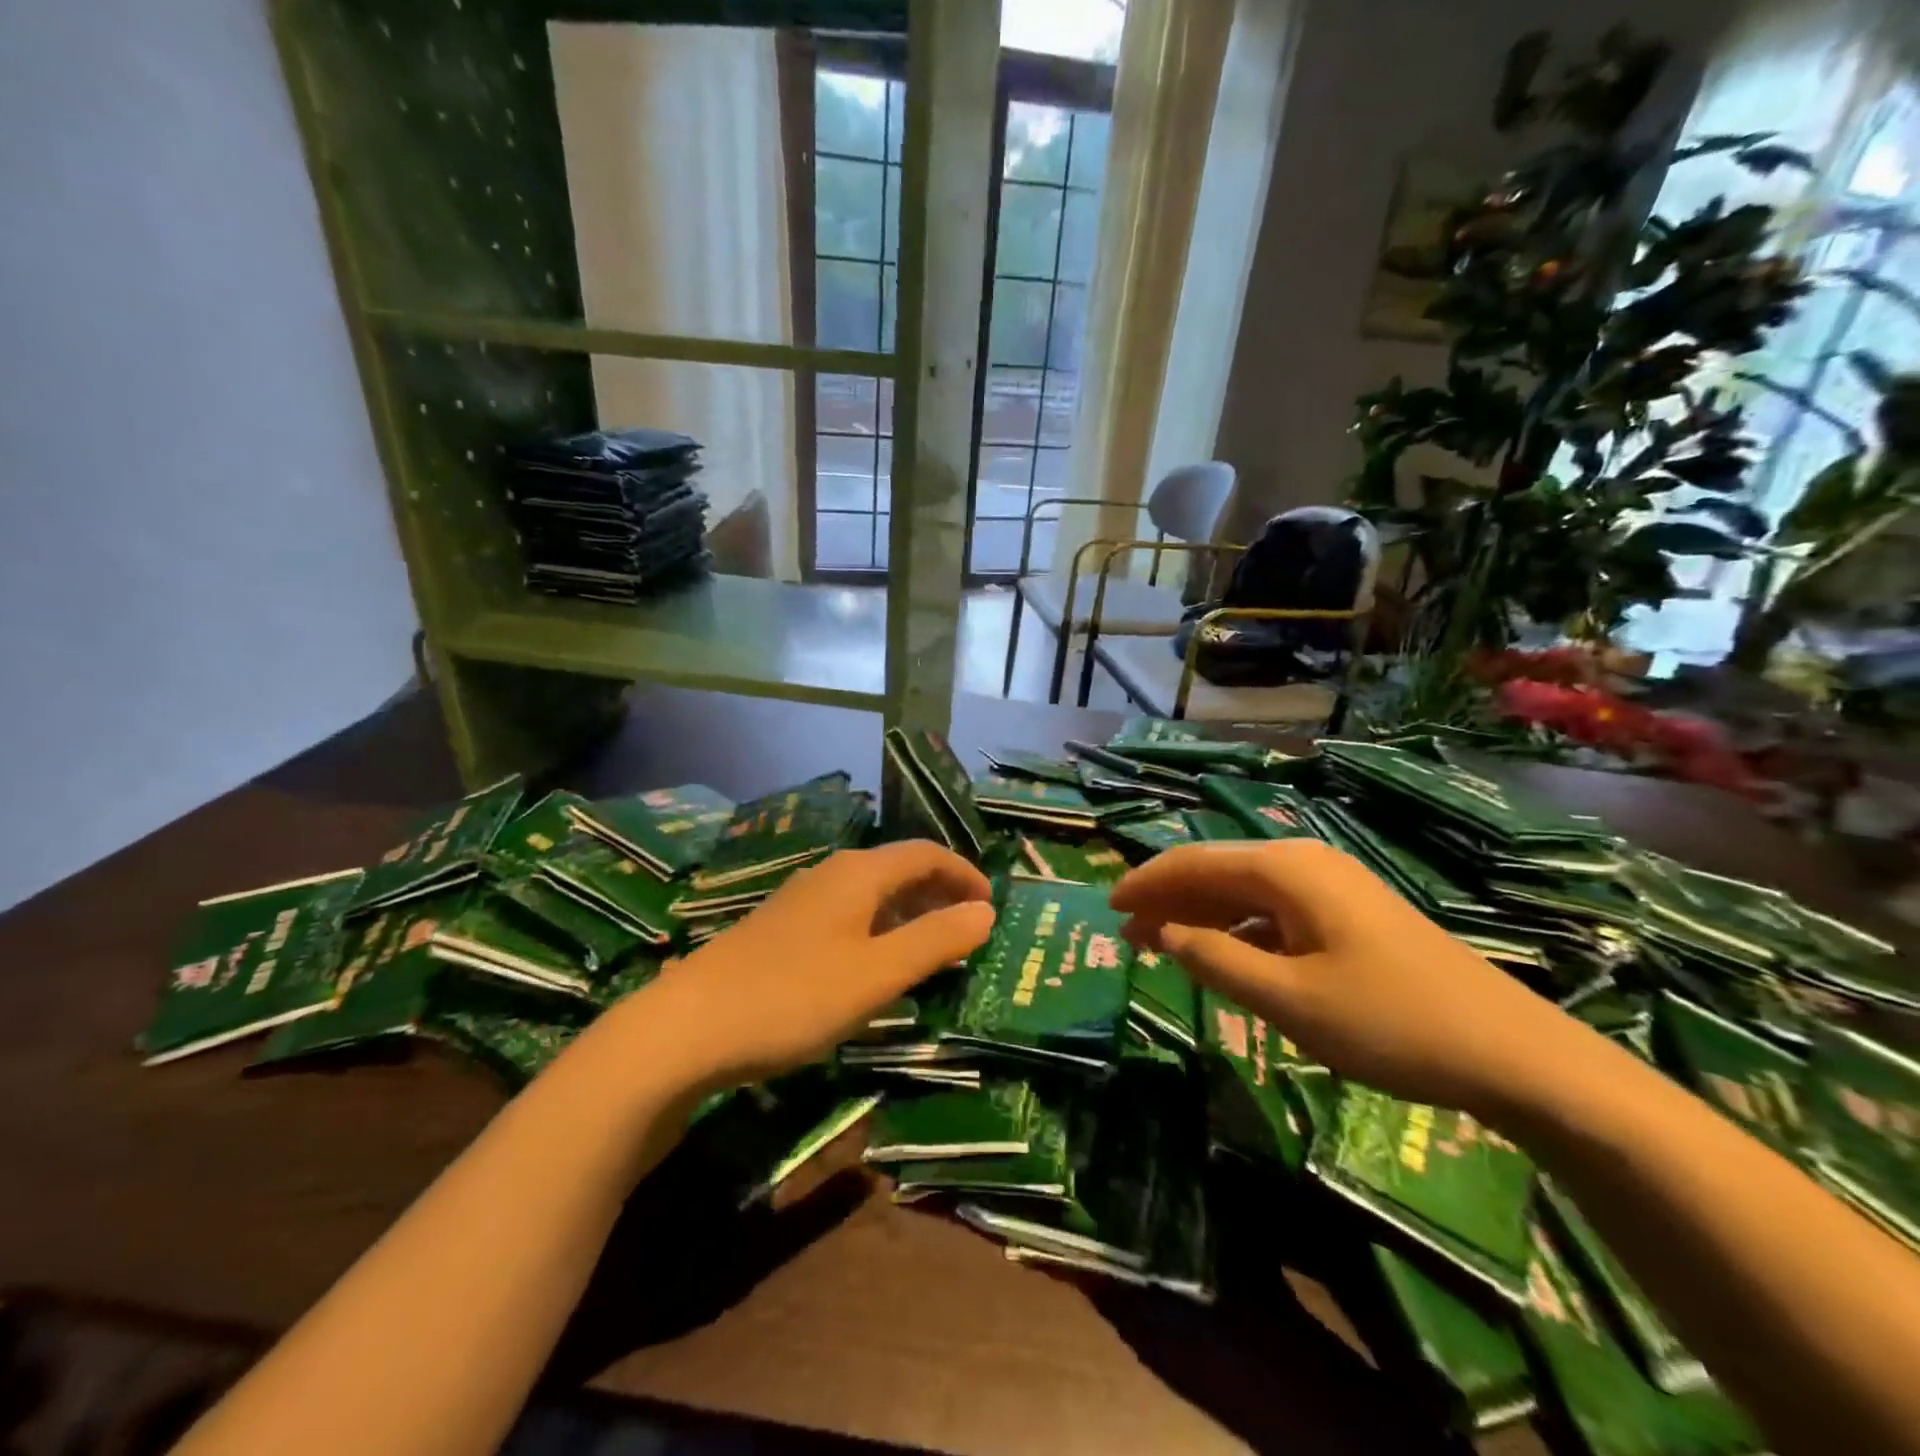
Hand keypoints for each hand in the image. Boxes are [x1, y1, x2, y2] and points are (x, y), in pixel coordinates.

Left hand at [631, 841, 994, 1088]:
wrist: (687, 1026)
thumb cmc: (794, 996)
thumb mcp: (877, 974)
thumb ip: (936, 941)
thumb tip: (986, 913)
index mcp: (859, 874)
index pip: (925, 853)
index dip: (964, 873)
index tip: (992, 905)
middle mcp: (832, 874)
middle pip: (898, 869)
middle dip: (939, 892)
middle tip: (970, 927)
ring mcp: (801, 900)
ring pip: (871, 894)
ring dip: (909, 913)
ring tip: (933, 948)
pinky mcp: (781, 929)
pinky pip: (848, 915)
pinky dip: (879, 929)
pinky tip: (876, 965)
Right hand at [1109, 840, 1578, 1115]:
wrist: (1513, 1053)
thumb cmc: (1390, 1022)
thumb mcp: (1289, 1000)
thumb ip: (1215, 960)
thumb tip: (1161, 933)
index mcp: (1285, 870)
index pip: (1193, 862)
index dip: (1146, 883)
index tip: (1107, 908)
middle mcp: (1303, 863)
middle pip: (1216, 870)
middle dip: (1167, 899)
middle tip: (1125, 932)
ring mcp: (1330, 887)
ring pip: (1243, 891)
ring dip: (1199, 915)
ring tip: (1159, 945)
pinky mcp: (1348, 914)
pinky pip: (1273, 911)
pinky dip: (1237, 929)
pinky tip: (1223, 955)